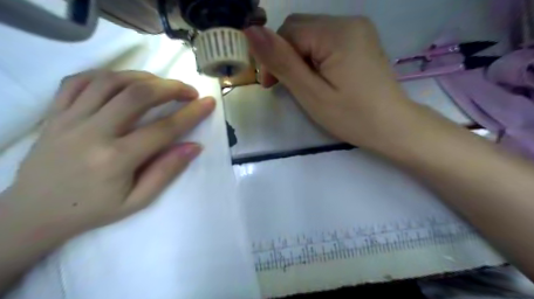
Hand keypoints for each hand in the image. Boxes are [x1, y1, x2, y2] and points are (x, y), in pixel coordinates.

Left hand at [2, 69, 213, 240]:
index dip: (192, 113)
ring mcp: (68, 119)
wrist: (34, 213)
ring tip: (162, 85)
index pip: (164, 129)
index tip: (209, 103)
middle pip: (137, 95)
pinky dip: (107, 75)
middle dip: (171, 87)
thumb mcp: (138, 201)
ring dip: (143, 77)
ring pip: (110, 81)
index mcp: (116, 159)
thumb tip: (195, 146)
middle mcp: (92, 133)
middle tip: (189, 91)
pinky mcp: (54, 114)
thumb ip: (167, 171)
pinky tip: (125, 81)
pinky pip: (79, 81)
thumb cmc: (93, 210)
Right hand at [246, 15, 416, 147]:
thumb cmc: (351, 116)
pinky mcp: (360, 40)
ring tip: (303, 85)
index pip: (288, 32)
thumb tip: (250, 31)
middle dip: (285, 55)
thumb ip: (281, 61)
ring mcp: (357, 29)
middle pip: (299, 28)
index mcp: (336, 32)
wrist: (392, 126)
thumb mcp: (311, 92)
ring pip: (311, 34)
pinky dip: (314, 56)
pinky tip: (318, 77)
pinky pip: (326, 40)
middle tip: (284, 86)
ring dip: (298, 57)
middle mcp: (348, 21)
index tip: (271, 85)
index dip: (273, 57)